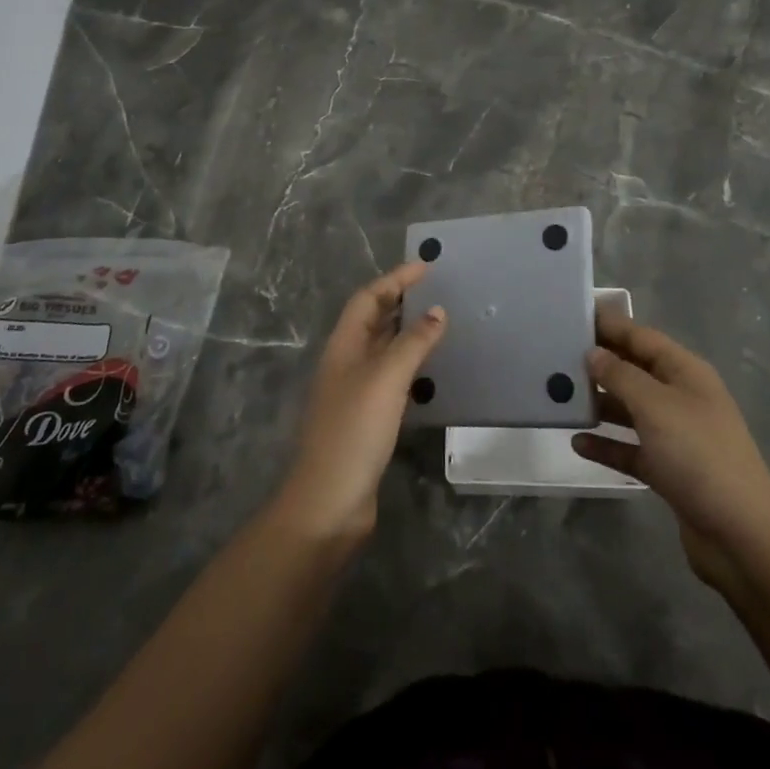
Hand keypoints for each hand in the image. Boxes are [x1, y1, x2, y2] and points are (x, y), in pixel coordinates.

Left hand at [274, 262, 444, 544]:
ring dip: (406, 332)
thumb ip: (413, 342)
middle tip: (436, 290)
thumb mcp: (386, 379)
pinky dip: (410, 365)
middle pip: (372, 320)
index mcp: (343, 346)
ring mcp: (354, 392)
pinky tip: (430, 371)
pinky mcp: (367, 419)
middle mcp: (346, 363)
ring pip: (382, 349)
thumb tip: (438, 311)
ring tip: (439, 322)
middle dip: (400, 300)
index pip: (368, 298)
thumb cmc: (355, 430)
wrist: (330, 501)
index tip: (426, 267)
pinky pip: (391, 378)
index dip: (395, 279)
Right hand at [572, 311, 769, 588]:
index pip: (642, 337)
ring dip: (600, 404)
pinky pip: (630, 449)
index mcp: (686, 373)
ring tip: (560, 396)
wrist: (741, 536)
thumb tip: (593, 353)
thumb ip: (621, 375)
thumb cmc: (698, 455)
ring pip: (630, 410)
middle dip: (600, 363)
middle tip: (556, 355)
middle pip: (635, 371)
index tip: (573, 316)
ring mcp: (676, 436)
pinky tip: (578, 442)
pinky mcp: (669, 471)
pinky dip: (607, 445)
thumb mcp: (656, 406)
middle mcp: (681, 398)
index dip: (611, 325)